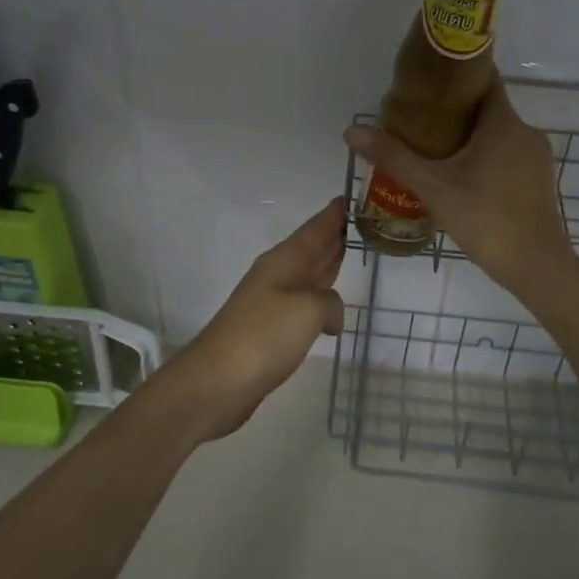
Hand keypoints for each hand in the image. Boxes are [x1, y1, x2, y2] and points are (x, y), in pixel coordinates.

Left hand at [157, 198, 346, 442]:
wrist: (217, 382)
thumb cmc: (263, 336)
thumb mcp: (308, 310)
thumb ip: (330, 303)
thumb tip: (331, 315)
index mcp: (284, 261)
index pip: (315, 229)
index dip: (333, 214)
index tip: (351, 196)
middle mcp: (277, 275)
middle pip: (311, 248)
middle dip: (334, 235)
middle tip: (362, 222)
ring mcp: (272, 303)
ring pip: (308, 274)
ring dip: (328, 263)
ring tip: (351, 253)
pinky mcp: (271, 331)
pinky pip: (304, 303)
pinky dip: (321, 297)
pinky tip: (332, 305)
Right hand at [343, 74, 577, 294]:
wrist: (537, 268)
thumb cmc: (486, 220)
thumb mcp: (434, 188)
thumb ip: (394, 157)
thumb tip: (352, 131)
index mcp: (504, 123)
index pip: (484, 78)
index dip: (455, 73)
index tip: (426, 79)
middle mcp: (525, 132)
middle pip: (486, 107)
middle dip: (453, 109)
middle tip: (417, 118)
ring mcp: (536, 157)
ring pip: (497, 133)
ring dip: (468, 134)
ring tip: (431, 147)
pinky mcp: (538, 179)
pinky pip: (507, 154)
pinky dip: (484, 154)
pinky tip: (459, 174)